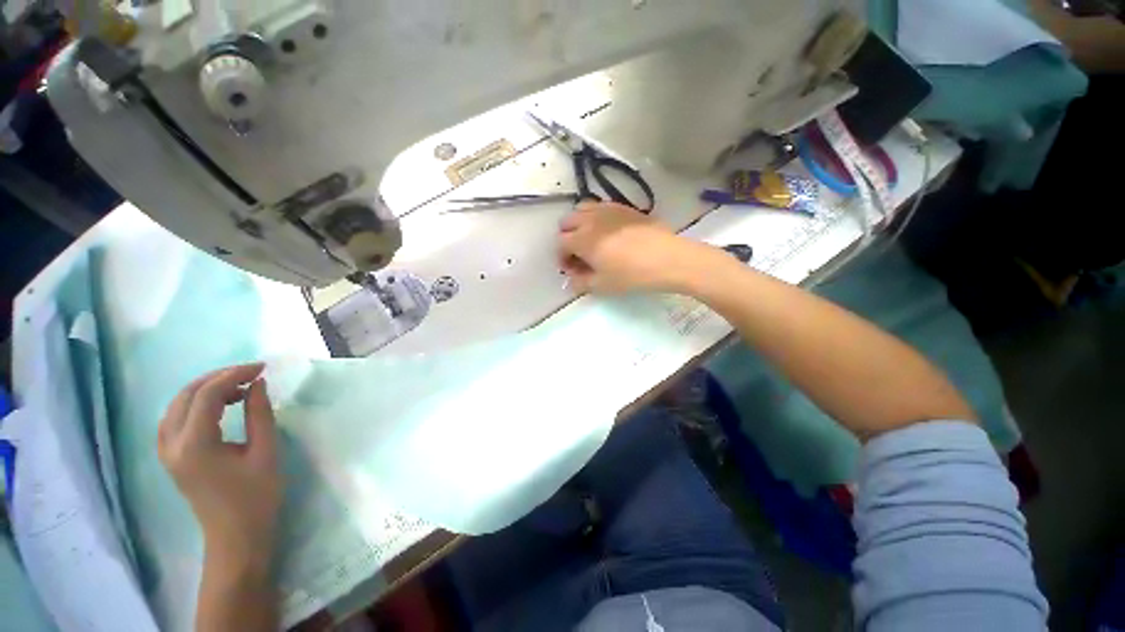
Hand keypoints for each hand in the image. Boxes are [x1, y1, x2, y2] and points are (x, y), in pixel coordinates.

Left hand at [158, 364, 280, 574]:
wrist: (236, 536)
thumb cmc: (256, 496)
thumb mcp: (265, 452)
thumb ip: (259, 414)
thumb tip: (257, 384)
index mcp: (194, 445)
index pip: (206, 395)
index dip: (233, 375)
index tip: (262, 368)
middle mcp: (171, 445)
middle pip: (186, 395)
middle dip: (219, 378)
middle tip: (251, 374)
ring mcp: (166, 452)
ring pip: (176, 405)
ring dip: (205, 389)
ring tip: (238, 389)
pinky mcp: (170, 458)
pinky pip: (174, 419)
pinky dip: (195, 404)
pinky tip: (217, 407)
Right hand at [558, 202, 717, 293]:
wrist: (668, 258)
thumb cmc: (631, 275)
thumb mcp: (602, 285)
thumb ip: (580, 282)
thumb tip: (571, 279)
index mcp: (581, 239)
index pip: (560, 243)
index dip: (562, 258)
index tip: (571, 270)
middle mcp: (590, 219)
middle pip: (567, 222)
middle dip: (567, 238)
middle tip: (579, 255)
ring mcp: (607, 209)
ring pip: (582, 209)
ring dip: (579, 224)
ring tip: (591, 240)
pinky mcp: (624, 207)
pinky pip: (601, 206)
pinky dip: (596, 217)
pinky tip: (608, 231)